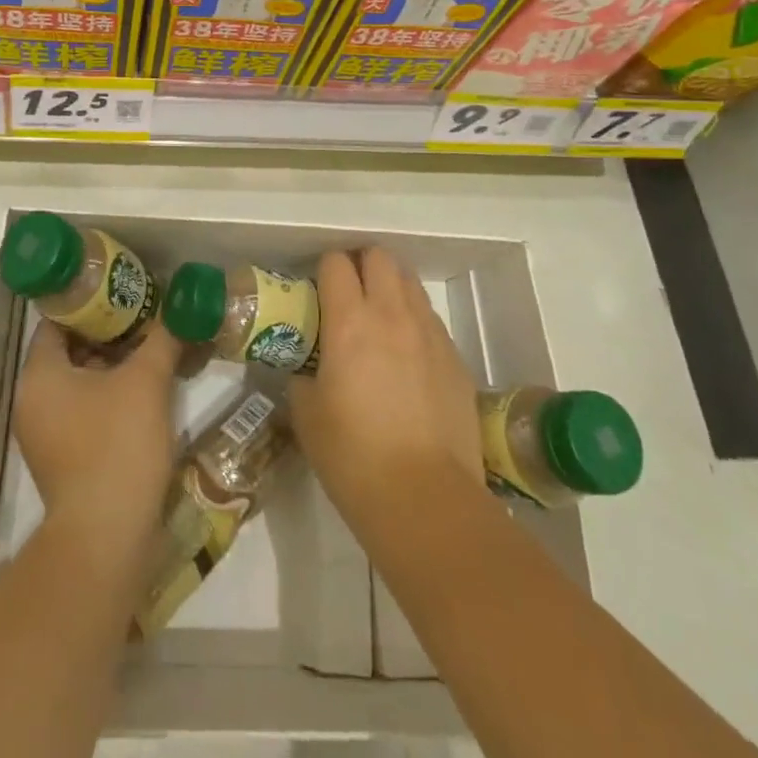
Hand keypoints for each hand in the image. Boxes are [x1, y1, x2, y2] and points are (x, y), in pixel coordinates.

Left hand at [14, 319, 180, 546]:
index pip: (58, 321)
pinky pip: (84, 411)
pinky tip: (146, 392)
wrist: (107, 538)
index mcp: (39, 375)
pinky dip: (110, 396)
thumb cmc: (117, 445)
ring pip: (80, 382)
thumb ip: (162, 338)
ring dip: (113, 366)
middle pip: (70, 350)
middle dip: (109, 334)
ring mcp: (45, 435)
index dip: (91, 303)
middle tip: (146, 318)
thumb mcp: (146, 382)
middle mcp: (32, 401)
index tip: (126, 293)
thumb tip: (181, 308)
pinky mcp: (63, 460)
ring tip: (152, 350)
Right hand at [288, 247, 482, 531]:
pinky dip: (415, 321)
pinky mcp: (455, 358)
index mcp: (349, 321)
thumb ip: (302, 376)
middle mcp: (392, 314)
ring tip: (379, 320)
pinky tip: (407, 356)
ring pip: (410, 283)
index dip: (324, 270)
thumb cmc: (353, 455)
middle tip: (349, 294)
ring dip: (391, 288)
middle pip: (379, 258)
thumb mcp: (306, 413)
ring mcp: (429, 334)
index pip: (336, 263)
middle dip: (361, 265)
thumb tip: (307, 369)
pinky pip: (431, 320)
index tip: (317, 290)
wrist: (425, 499)